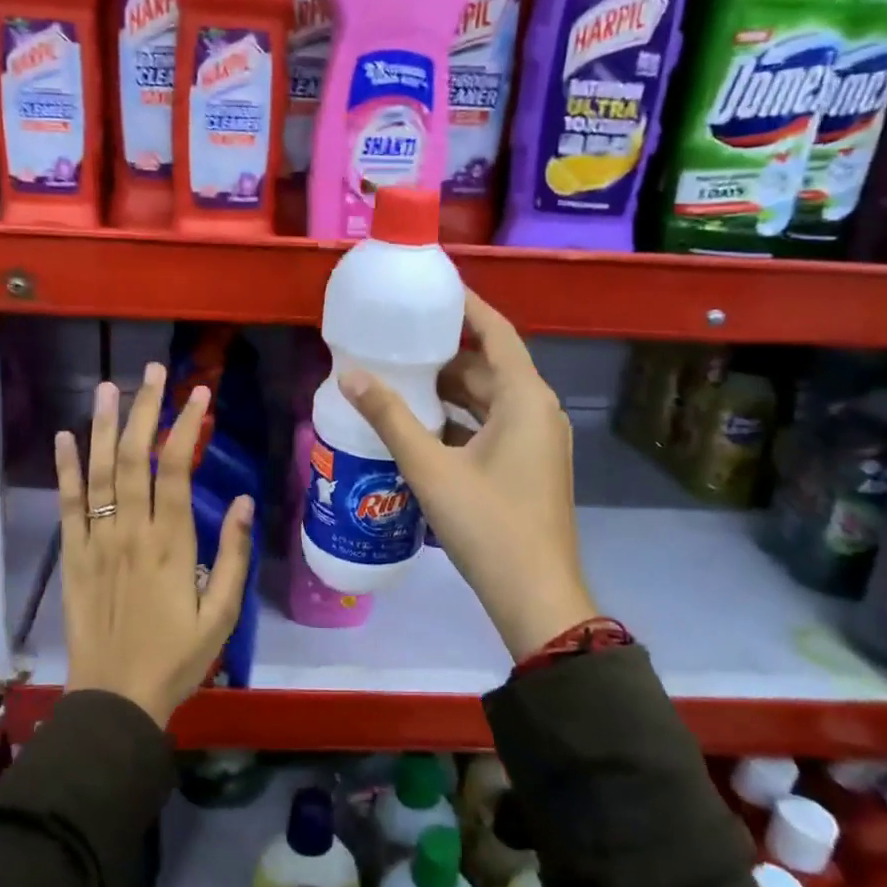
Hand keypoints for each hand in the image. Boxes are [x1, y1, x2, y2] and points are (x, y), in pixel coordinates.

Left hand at [53, 363, 255, 726]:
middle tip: (153, 372)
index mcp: (170, 544)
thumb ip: (232, 555)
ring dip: (104, 426)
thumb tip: (241, 500)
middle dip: (145, 410)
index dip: (186, 426)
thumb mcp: (222, 614)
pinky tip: (65, 436)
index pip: (176, 469)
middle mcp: (130, 532)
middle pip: (135, 458)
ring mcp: (95, 542)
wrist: (115, 700)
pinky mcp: (71, 557)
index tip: (198, 394)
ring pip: (99, 472)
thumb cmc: (177, 658)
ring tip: (109, 387)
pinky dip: (65, 469)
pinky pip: (67, 505)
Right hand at [339, 291, 596, 660]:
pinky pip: (493, 427)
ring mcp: (537, 441)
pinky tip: (421, 428)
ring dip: (450, 391)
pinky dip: (461, 420)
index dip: (466, 307)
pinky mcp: (529, 466)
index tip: (431, 291)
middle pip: (490, 367)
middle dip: (446, 355)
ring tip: (400, 381)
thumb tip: (348, 376)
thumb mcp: (431, 468)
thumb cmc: (487, 524)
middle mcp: (538, 411)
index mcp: (525, 399)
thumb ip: (390, 418)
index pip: (496, 332)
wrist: (534, 596)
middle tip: (398, 342)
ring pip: (490, 400)